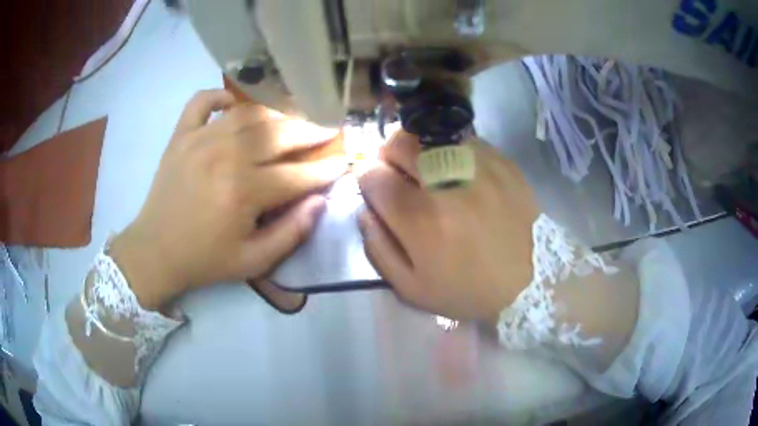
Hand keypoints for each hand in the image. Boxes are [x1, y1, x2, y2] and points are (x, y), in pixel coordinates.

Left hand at [110, 90, 346, 309]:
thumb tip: (321, 202)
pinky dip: (220, 95)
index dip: (325, 169)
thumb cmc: (204, 259)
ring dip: (278, 112)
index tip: (343, 163)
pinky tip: (234, 102)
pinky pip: (202, 101)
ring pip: (249, 113)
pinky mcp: (181, 135)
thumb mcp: (253, 262)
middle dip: (311, 131)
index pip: (297, 174)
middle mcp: (225, 156)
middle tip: (328, 130)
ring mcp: (200, 139)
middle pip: (279, 133)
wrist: (155, 251)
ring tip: (295, 117)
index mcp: (243, 192)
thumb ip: (291, 233)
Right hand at [358, 131, 539, 323]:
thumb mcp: (412, 288)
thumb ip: (378, 249)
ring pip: (430, 134)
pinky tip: (459, 171)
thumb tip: (365, 210)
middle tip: (399, 173)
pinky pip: (463, 140)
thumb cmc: (469, 290)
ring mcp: (479, 166)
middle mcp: (448, 183)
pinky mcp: (502, 161)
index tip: (377, 189)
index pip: (374, 176)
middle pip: (400, 143)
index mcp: (421, 220)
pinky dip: (450, 150)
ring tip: (428, 170)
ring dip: (419, 149)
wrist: (532, 280)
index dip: (368, 180)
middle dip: (388, 155)